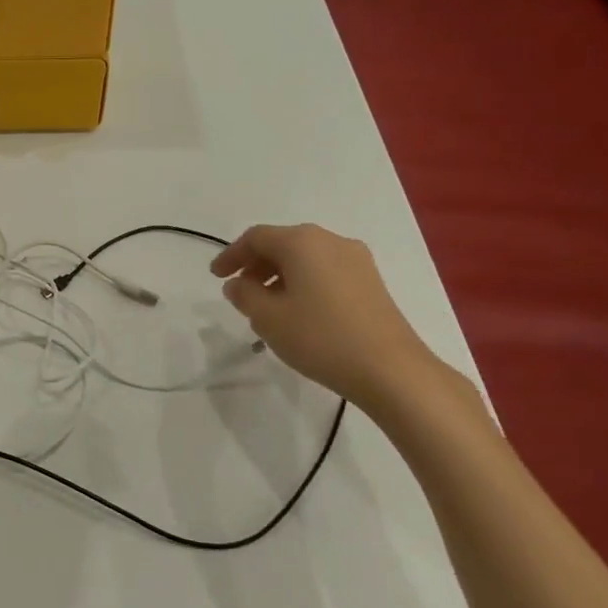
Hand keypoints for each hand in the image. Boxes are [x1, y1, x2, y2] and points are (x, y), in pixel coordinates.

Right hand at [211, 223, 446, 413]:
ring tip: (266, 306)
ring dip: (279, 275)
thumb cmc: (320, 337)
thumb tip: (237, 284)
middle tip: (239, 291)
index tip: (216, 277)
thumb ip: (244, 294)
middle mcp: (330, 241)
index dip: (231, 255)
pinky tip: (298, 311)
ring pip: (305, 258)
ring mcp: (356, 260)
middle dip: (256, 264)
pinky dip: (303, 283)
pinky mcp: (371, 282)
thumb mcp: (268, 317)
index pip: (256, 237)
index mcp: (302, 242)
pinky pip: (325, 271)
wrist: (391, 370)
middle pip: (282, 243)